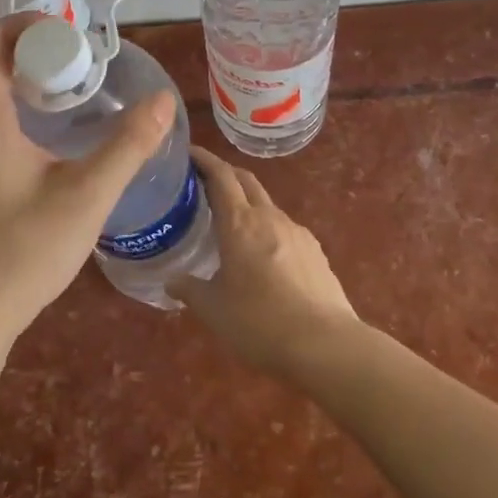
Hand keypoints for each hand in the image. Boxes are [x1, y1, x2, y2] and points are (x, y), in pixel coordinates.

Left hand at [0, 13, 173, 340]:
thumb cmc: (27, 249)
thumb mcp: (88, 195)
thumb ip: (128, 145)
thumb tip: (163, 101)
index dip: (26, 25)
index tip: (72, 37)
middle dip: (28, 44)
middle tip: (78, 58)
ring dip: (19, 69)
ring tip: (70, 83)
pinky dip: (12, 96)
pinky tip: (49, 123)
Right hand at [167, 147, 362, 380]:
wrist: (326, 345)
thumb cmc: (259, 322)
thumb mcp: (213, 309)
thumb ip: (189, 289)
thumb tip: (172, 281)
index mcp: (240, 223)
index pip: (221, 176)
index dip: (204, 160)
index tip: (189, 152)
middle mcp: (269, 217)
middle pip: (246, 181)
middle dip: (225, 174)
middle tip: (203, 183)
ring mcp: (297, 232)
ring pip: (267, 205)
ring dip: (247, 205)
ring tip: (231, 226)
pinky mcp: (315, 252)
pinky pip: (285, 230)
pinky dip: (267, 230)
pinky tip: (263, 257)